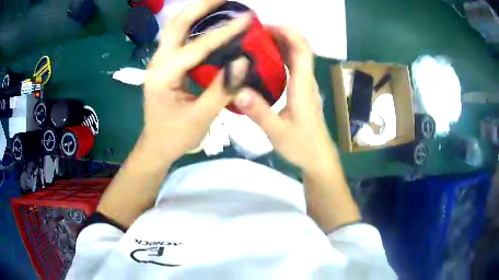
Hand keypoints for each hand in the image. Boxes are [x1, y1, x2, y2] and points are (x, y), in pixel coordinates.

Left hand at [139, 0, 251, 163]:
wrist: (156, 145)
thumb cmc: (175, 136)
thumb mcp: (200, 117)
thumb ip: (221, 89)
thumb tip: (243, 62)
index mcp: (164, 76)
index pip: (198, 47)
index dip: (224, 32)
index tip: (246, 18)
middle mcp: (158, 62)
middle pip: (176, 25)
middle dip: (200, 7)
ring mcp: (159, 62)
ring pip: (175, 28)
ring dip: (194, 12)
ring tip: (216, 3)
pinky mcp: (164, 65)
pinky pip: (178, 38)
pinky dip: (192, 25)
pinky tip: (207, 21)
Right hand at [234, 27, 337, 173]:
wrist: (318, 159)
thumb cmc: (302, 147)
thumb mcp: (278, 132)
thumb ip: (259, 112)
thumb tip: (238, 90)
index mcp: (302, 86)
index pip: (302, 50)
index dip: (288, 33)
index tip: (266, 26)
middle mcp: (306, 81)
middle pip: (300, 48)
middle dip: (281, 34)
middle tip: (255, 33)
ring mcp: (305, 87)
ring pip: (297, 57)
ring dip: (281, 44)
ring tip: (257, 42)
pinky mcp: (301, 93)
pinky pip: (293, 68)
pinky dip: (281, 58)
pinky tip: (265, 62)